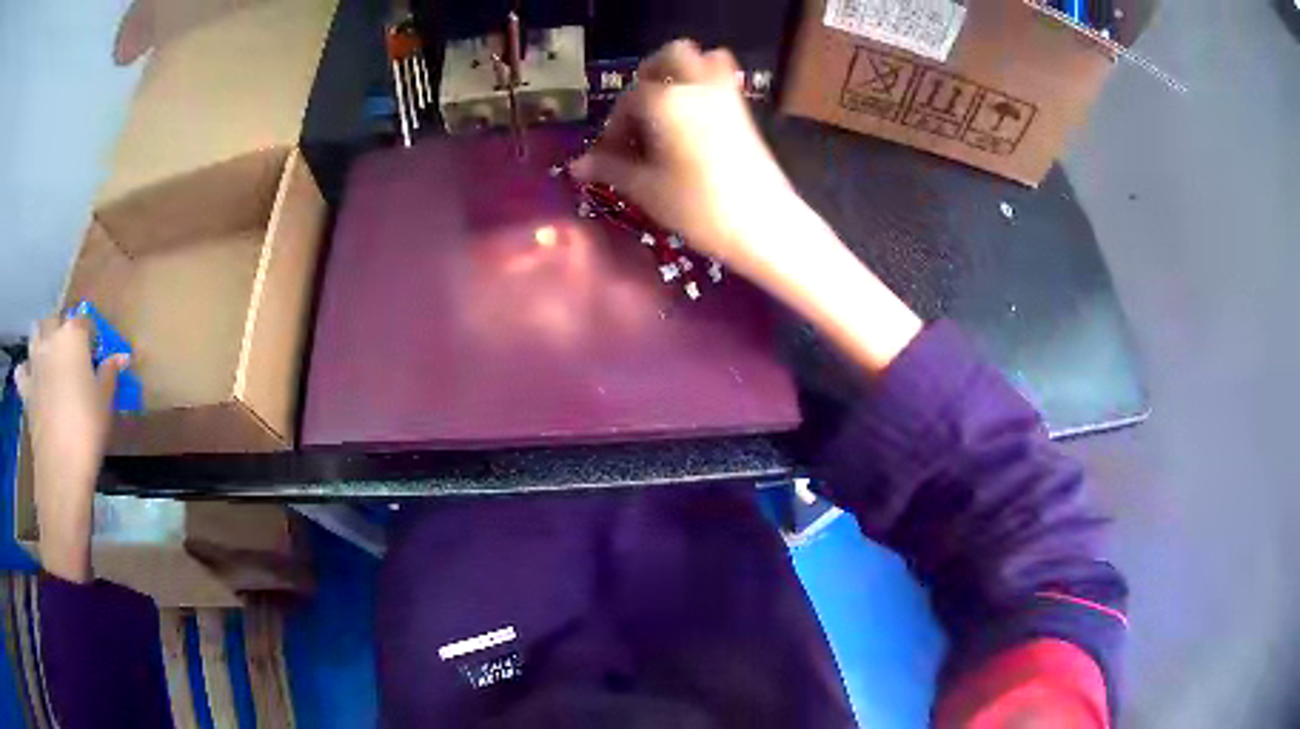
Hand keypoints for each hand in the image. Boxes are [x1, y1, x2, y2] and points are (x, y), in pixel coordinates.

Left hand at [16, 317, 127, 581]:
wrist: (61, 467)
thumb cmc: (87, 428)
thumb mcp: (105, 401)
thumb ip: (110, 373)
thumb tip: (121, 357)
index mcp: (73, 335)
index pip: (84, 320)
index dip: (91, 337)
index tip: (97, 356)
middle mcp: (50, 339)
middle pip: (54, 319)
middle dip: (61, 329)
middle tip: (71, 354)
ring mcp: (34, 362)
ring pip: (35, 334)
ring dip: (41, 340)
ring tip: (49, 359)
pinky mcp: (26, 388)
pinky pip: (22, 371)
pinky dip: (25, 372)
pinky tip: (31, 382)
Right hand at [570, 40, 804, 286]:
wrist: (764, 224)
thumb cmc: (698, 207)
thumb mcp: (647, 189)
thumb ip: (610, 169)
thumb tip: (576, 166)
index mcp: (665, 100)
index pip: (629, 99)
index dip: (614, 126)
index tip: (610, 156)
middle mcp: (696, 85)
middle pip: (670, 56)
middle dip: (649, 76)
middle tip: (638, 111)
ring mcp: (726, 94)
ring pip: (703, 59)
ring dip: (681, 73)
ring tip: (667, 108)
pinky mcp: (745, 110)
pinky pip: (724, 78)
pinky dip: (706, 83)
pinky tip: (694, 117)